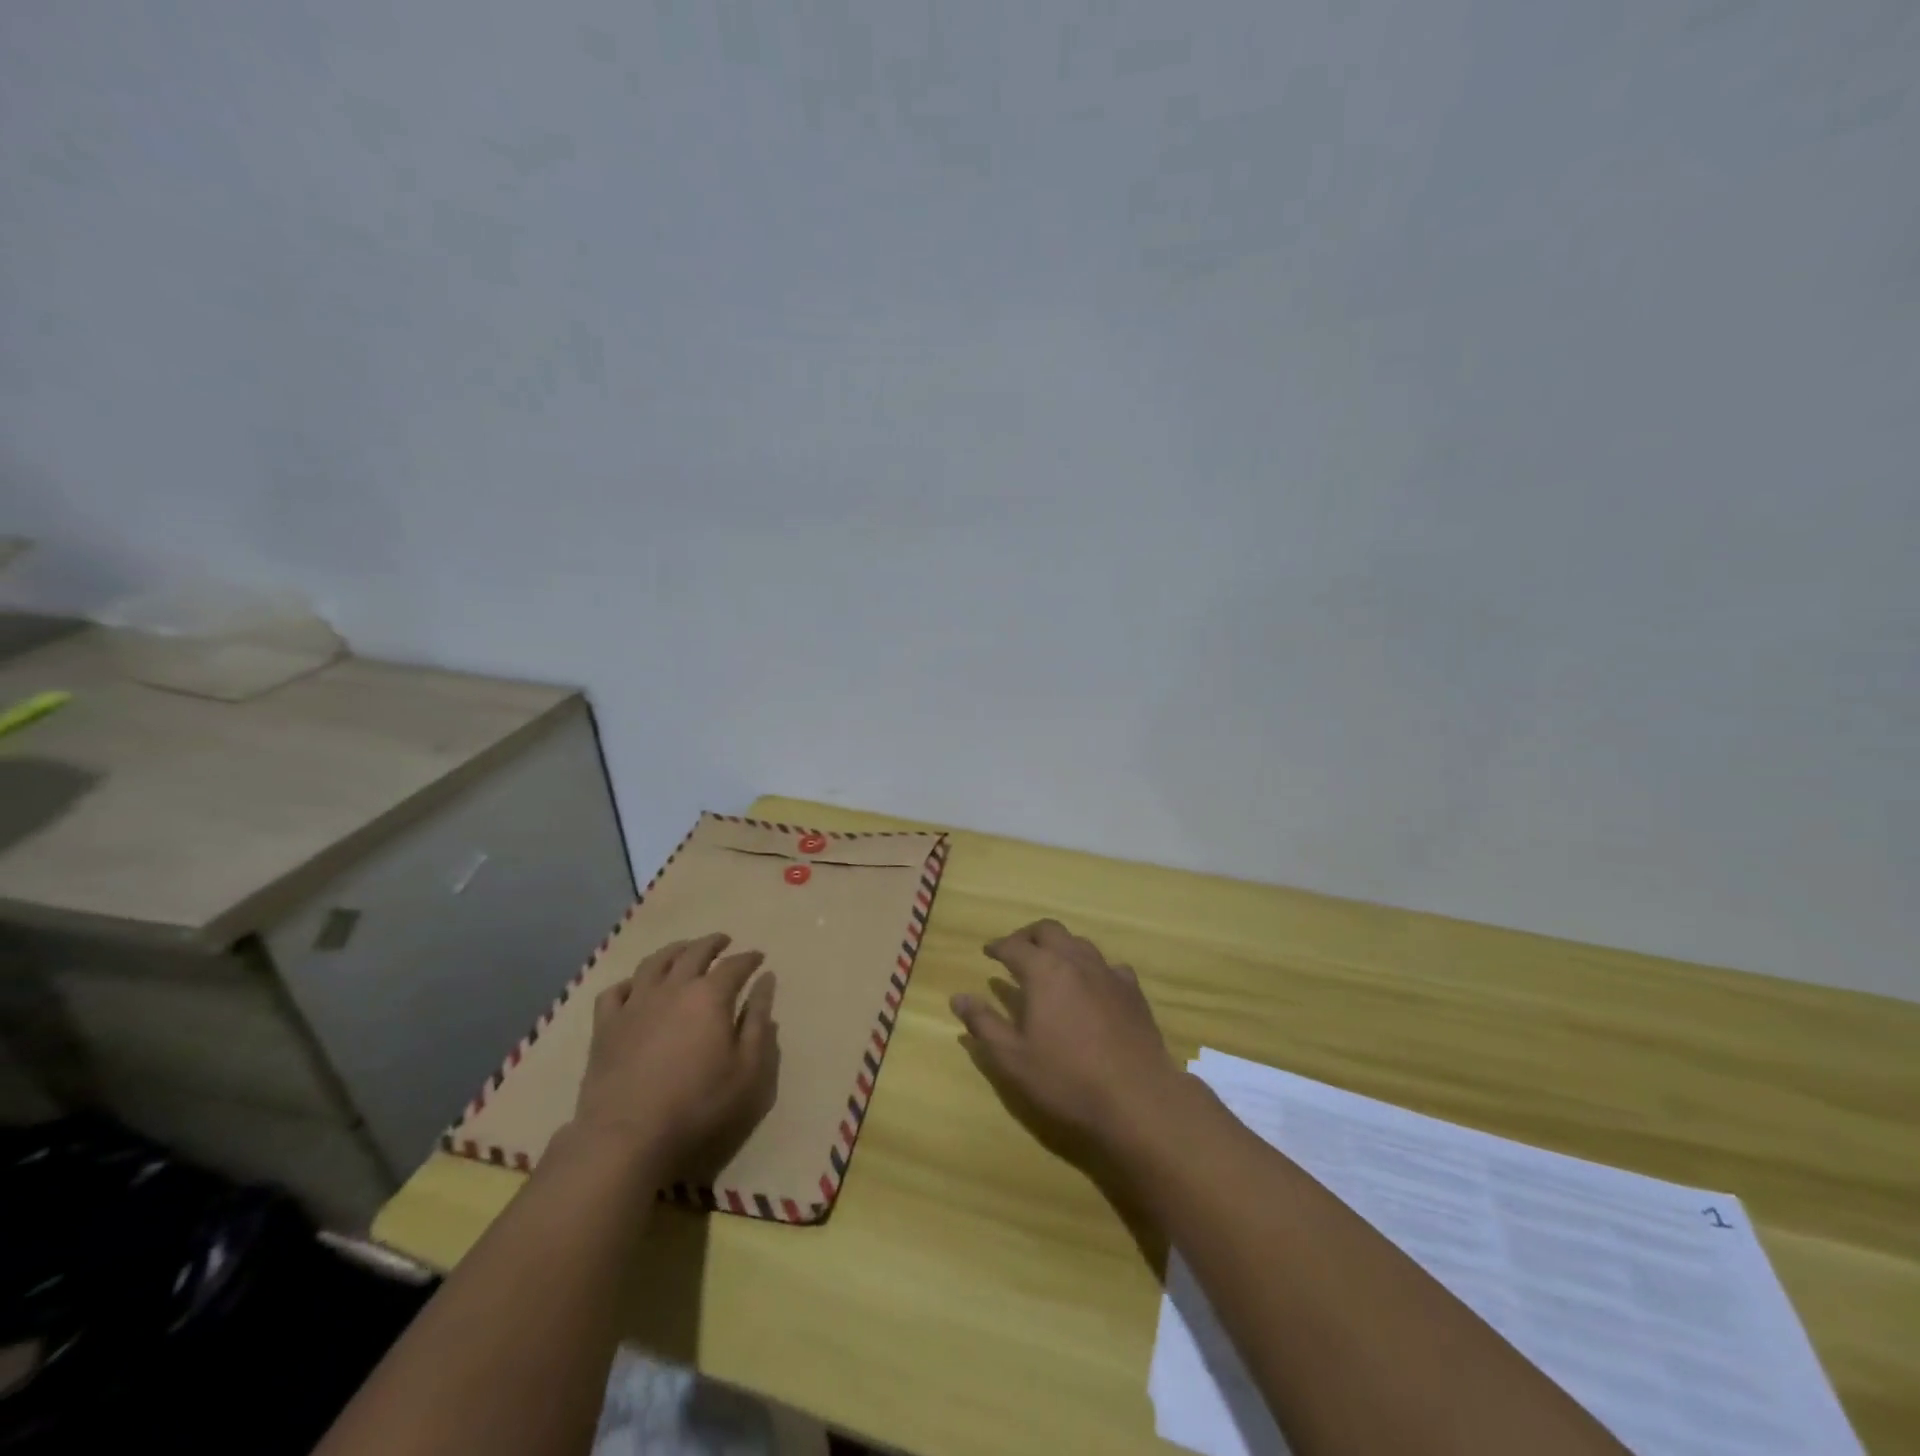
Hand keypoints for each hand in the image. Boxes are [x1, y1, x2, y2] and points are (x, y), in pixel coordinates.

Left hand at [572, 933, 778, 1172]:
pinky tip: (636, 987)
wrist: (627, 1138)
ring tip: (684, 951)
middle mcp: (673, 988)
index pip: (735, 965)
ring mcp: (635, 1004)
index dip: (749, 959)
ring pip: (654, 963)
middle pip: (694, 952)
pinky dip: (629, 983)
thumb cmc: (699, 1106)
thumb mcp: (747, 1070)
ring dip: (674, 951)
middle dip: (713, 943)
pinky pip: (615, 992)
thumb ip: (758, 1022)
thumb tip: (766, 981)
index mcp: (710, 996)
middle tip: (724, 941)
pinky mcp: (605, 1027)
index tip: (759, 957)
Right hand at [951, 919, 1183, 1149]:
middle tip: (1016, 950)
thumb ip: (984, 1024)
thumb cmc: (1067, 1079)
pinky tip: (1092, 987)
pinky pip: (1109, 966)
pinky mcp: (1133, 991)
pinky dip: (1092, 968)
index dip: (998, 946)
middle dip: (1029, 935)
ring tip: (1051, 966)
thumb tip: (958, 998)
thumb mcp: (1013, 1058)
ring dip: (1060, 947)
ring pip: (1080, 943)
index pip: (1014, 946)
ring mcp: (1109, 973)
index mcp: (1044, 971)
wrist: (1138, 1098)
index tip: (988, 952)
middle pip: (1049, 930)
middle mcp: (1076, 961)